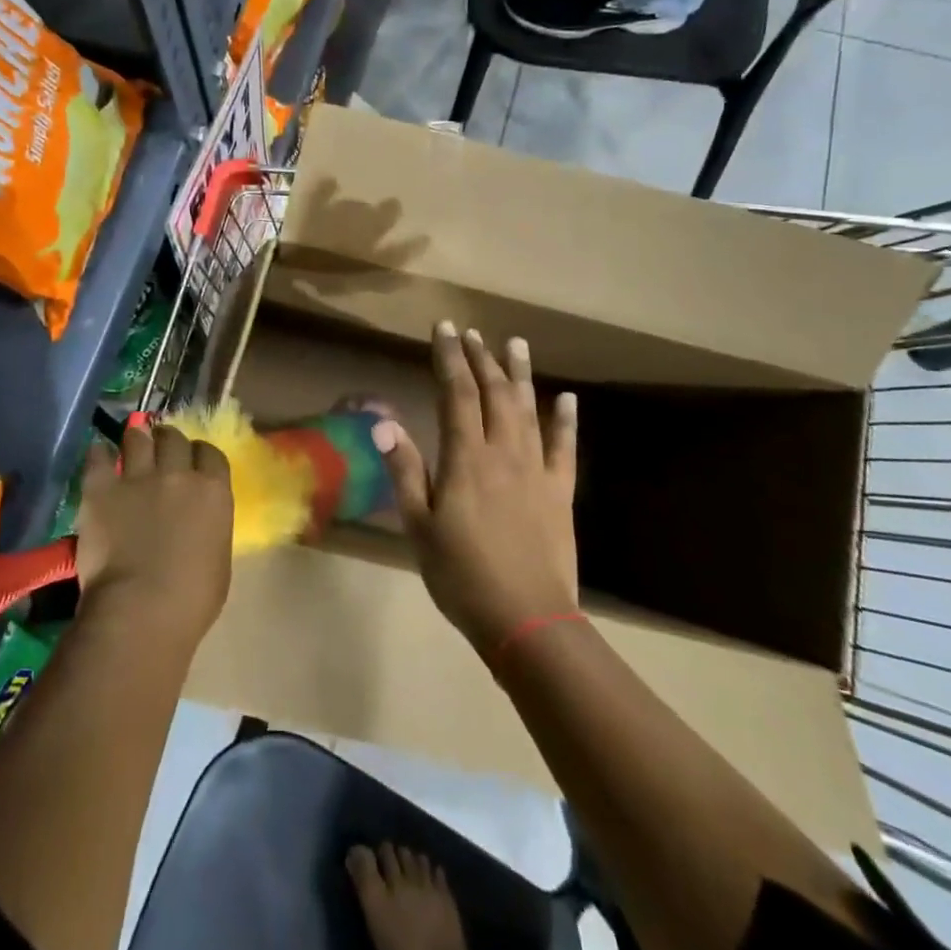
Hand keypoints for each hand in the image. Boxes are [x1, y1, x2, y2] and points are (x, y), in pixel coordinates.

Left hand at [74, 423, 233, 648]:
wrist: (141, 611)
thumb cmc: (191, 600)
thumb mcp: (218, 559)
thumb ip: (211, 528)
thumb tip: (199, 523)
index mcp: (213, 492)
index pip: (210, 453)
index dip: (199, 454)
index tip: (191, 462)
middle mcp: (178, 474)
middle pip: (174, 438)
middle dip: (167, 440)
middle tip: (159, 449)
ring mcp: (138, 478)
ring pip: (137, 438)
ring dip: (135, 439)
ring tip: (130, 445)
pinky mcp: (101, 489)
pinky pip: (97, 457)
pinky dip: (98, 453)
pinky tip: (98, 456)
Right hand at [375, 323, 579, 654]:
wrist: (527, 620)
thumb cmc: (462, 575)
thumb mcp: (419, 526)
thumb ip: (405, 471)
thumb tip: (383, 423)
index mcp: (466, 458)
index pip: (456, 393)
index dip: (449, 358)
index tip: (443, 329)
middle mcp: (504, 452)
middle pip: (493, 393)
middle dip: (481, 358)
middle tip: (471, 332)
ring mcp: (536, 470)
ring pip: (528, 409)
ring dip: (520, 374)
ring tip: (515, 343)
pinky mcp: (560, 491)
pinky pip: (565, 447)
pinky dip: (565, 420)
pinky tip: (567, 399)